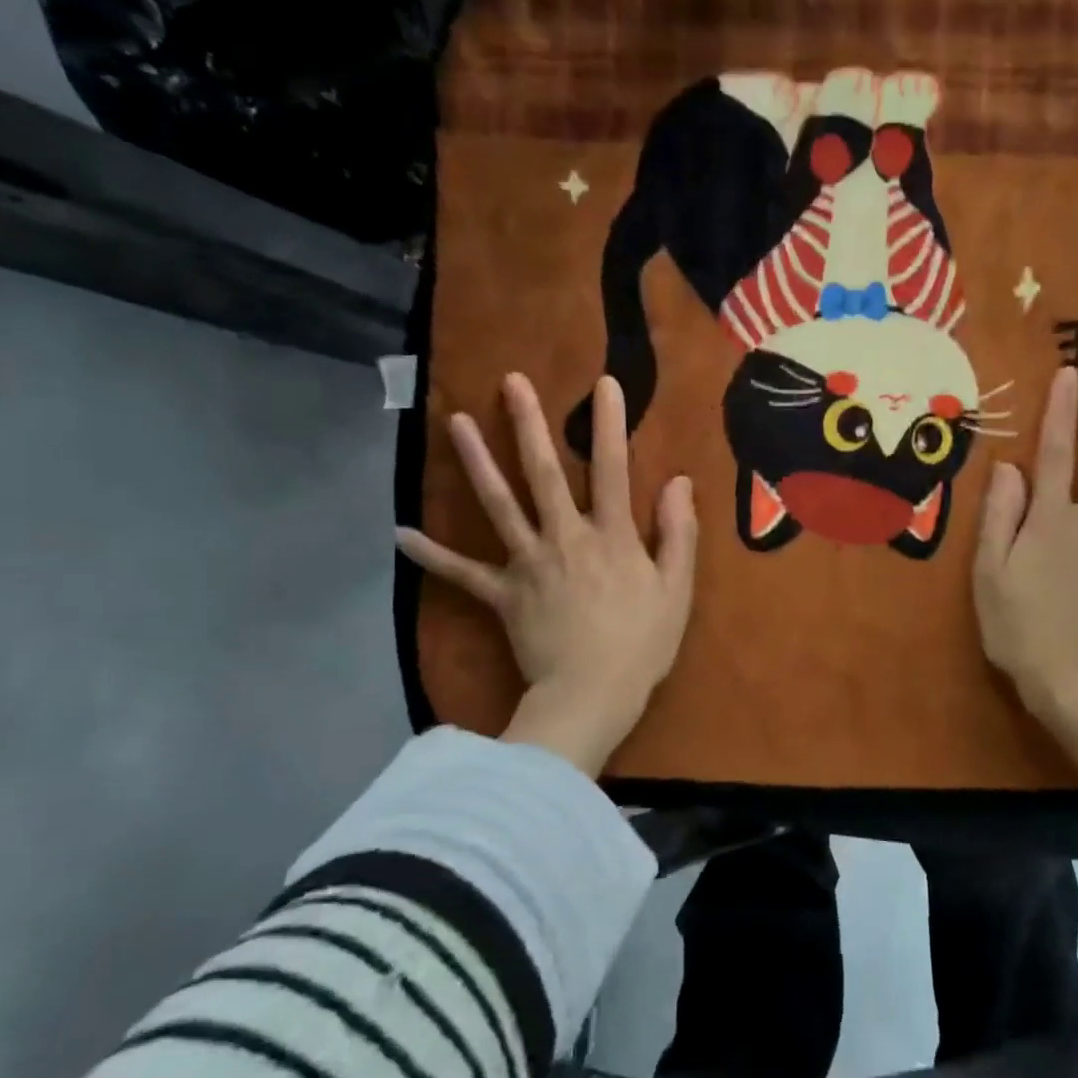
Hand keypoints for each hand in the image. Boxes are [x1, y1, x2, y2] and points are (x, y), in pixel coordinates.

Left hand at [396, 373, 697, 774]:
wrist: (592, 695)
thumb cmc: (642, 643)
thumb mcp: (676, 588)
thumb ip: (678, 532)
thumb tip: (678, 481)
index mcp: (611, 536)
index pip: (611, 468)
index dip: (609, 424)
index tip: (604, 384)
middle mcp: (565, 537)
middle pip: (543, 473)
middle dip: (528, 424)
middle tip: (510, 382)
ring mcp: (527, 563)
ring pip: (498, 505)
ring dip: (476, 461)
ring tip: (456, 422)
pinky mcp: (501, 594)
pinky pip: (462, 573)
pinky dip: (431, 555)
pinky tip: (399, 534)